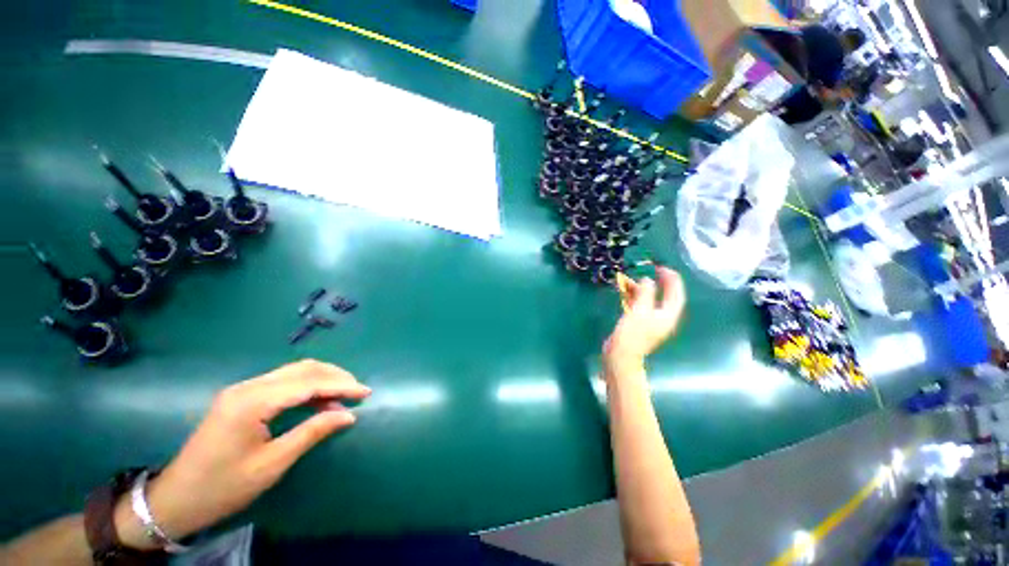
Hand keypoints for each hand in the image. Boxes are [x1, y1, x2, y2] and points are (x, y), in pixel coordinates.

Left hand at [114, 360, 370, 548]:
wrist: (176, 499)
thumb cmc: (224, 487)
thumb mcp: (272, 464)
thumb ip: (311, 433)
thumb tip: (348, 415)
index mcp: (252, 402)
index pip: (308, 384)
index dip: (341, 386)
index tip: (366, 392)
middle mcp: (248, 387)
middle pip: (302, 369)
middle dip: (335, 376)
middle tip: (358, 390)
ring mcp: (242, 389)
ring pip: (294, 371)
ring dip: (323, 378)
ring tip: (344, 393)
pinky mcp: (241, 396)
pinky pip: (283, 381)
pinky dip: (307, 386)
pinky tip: (318, 399)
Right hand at [604, 267, 685, 375]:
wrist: (620, 355)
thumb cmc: (632, 334)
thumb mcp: (639, 311)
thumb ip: (645, 293)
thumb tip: (648, 280)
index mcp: (667, 316)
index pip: (676, 295)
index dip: (672, 280)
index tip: (663, 267)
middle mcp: (662, 318)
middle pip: (665, 296)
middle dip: (660, 283)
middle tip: (652, 270)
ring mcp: (650, 321)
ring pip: (651, 300)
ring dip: (644, 289)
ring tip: (633, 279)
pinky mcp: (638, 323)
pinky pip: (640, 305)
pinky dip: (635, 297)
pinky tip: (626, 291)